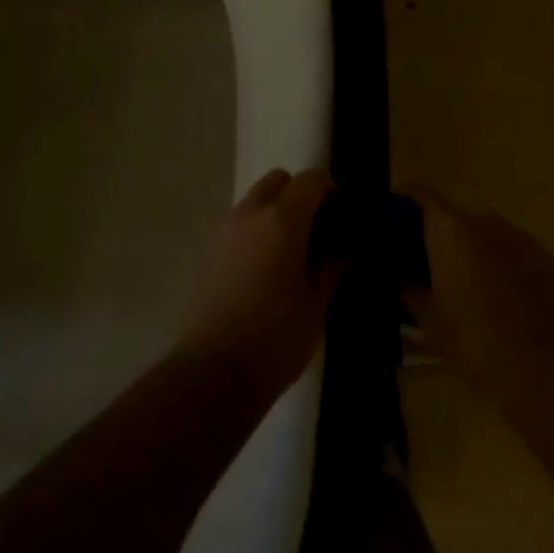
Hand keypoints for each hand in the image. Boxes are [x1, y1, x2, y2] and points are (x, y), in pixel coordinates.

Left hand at [177, 169, 340, 396]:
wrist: (214, 373)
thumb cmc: (275, 339)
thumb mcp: (316, 305)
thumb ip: (331, 269)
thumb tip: (344, 253)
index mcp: (282, 221)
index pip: (310, 180)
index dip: (330, 188)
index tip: (344, 211)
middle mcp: (251, 214)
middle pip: (278, 180)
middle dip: (300, 193)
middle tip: (318, 227)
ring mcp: (225, 230)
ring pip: (256, 200)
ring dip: (276, 210)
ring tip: (293, 250)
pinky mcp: (209, 251)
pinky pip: (240, 224)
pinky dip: (257, 230)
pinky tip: (268, 267)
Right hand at [401, 193, 553, 394]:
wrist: (542, 367)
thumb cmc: (472, 339)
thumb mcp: (428, 319)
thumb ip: (408, 289)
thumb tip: (398, 277)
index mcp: (448, 228)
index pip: (420, 194)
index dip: (405, 204)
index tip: (395, 223)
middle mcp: (483, 220)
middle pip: (453, 217)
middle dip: (441, 236)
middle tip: (431, 266)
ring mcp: (518, 235)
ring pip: (485, 234)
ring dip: (473, 250)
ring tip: (469, 285)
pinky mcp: (545, 257)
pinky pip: (512, 251)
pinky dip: (502, 264)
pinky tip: (502, 297)